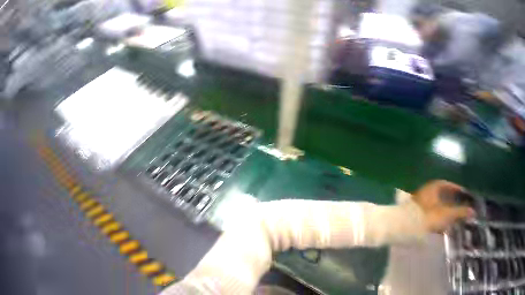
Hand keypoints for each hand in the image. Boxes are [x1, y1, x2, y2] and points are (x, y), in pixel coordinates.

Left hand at [412, 180, 475, 232]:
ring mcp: (417, 200)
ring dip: (443, 204)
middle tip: (460, 202)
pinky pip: (428, 208)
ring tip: (454, 212)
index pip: (442, 183)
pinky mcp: (415, 209)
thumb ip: (461, 211)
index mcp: (430, 189)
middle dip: (449, 196)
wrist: (409, 222)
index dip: (453, 186)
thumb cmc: (430, 215)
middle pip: (437, 192)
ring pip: (433, 200)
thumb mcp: (448, 214)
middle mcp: (422, 192)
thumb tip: (472, 211)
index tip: (462, 192)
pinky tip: (443, 219)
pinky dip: (437, 211)